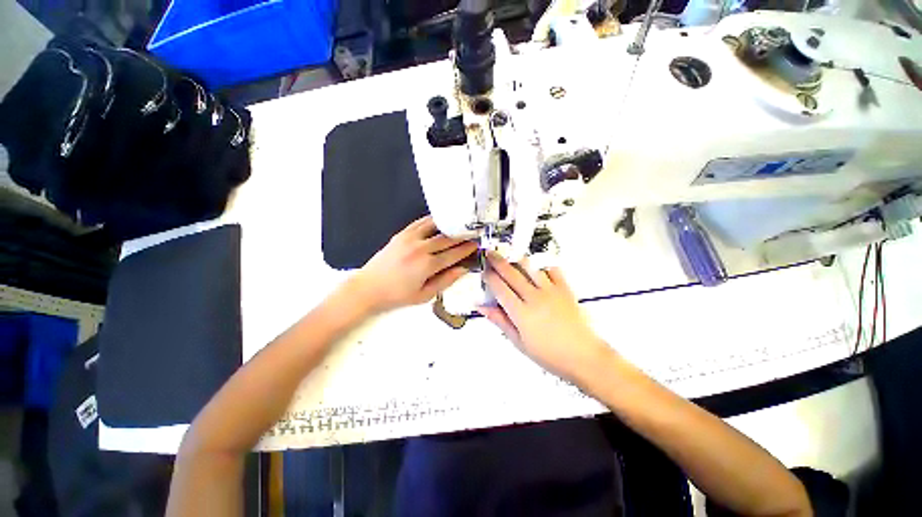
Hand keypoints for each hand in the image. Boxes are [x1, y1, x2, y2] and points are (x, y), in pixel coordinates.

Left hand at [351, 216, 477, 313]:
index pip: (454, 253)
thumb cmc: (397, 295)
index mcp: (427, 265)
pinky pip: (420, 222)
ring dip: (449, 224)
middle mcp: (420, 248)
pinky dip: (432, 220)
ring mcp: (410, 238)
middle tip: (473, 232)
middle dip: (463, 235)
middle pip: (447, 238)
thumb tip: (463, 269)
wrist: (368, 288)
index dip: (467, 248)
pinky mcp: (401, 234)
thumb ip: (446, 281)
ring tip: (460, 224)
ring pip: (435, 226)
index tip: (477, 244)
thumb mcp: (424, 295)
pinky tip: (440, 221)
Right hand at [478, 253, 611, 381]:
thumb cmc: (548, 354)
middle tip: (490, 253)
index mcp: (521, 313)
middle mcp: (534, 297)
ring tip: (509, 254)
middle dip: (498, 261)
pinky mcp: (565, 288)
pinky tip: (536, 264)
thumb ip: (500, 320)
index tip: (483, 271)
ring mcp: (551, 291)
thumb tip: (481, 307)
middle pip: (512, 274)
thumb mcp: (519, 342)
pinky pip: (552, 270)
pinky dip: (542, 265)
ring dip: (517, 259)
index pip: (500, 288)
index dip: (489, 277)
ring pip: (530, 268)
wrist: (583, 356)